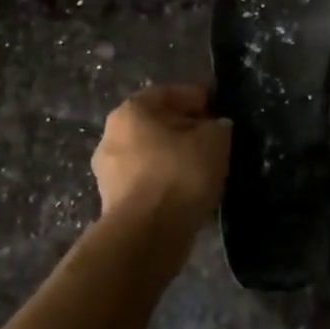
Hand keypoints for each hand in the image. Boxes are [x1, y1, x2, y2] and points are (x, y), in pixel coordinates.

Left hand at [91, 85, 231, 229]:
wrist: (148, 235)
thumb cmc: (180, 173)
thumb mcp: (215, 140)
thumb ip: (218, 126)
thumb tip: (216, 127)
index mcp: (131, 111)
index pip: (171, 93)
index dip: (199, 98)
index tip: (221, 109)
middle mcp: (111, 136)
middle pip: (158, 124)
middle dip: (186, 129)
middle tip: (214, 139)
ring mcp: (108, 172)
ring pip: (151, 154)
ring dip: (176, 157)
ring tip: (205, 168)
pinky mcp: (113, 203)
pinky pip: (147, 181)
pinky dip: (167, 181)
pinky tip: (189, 191)